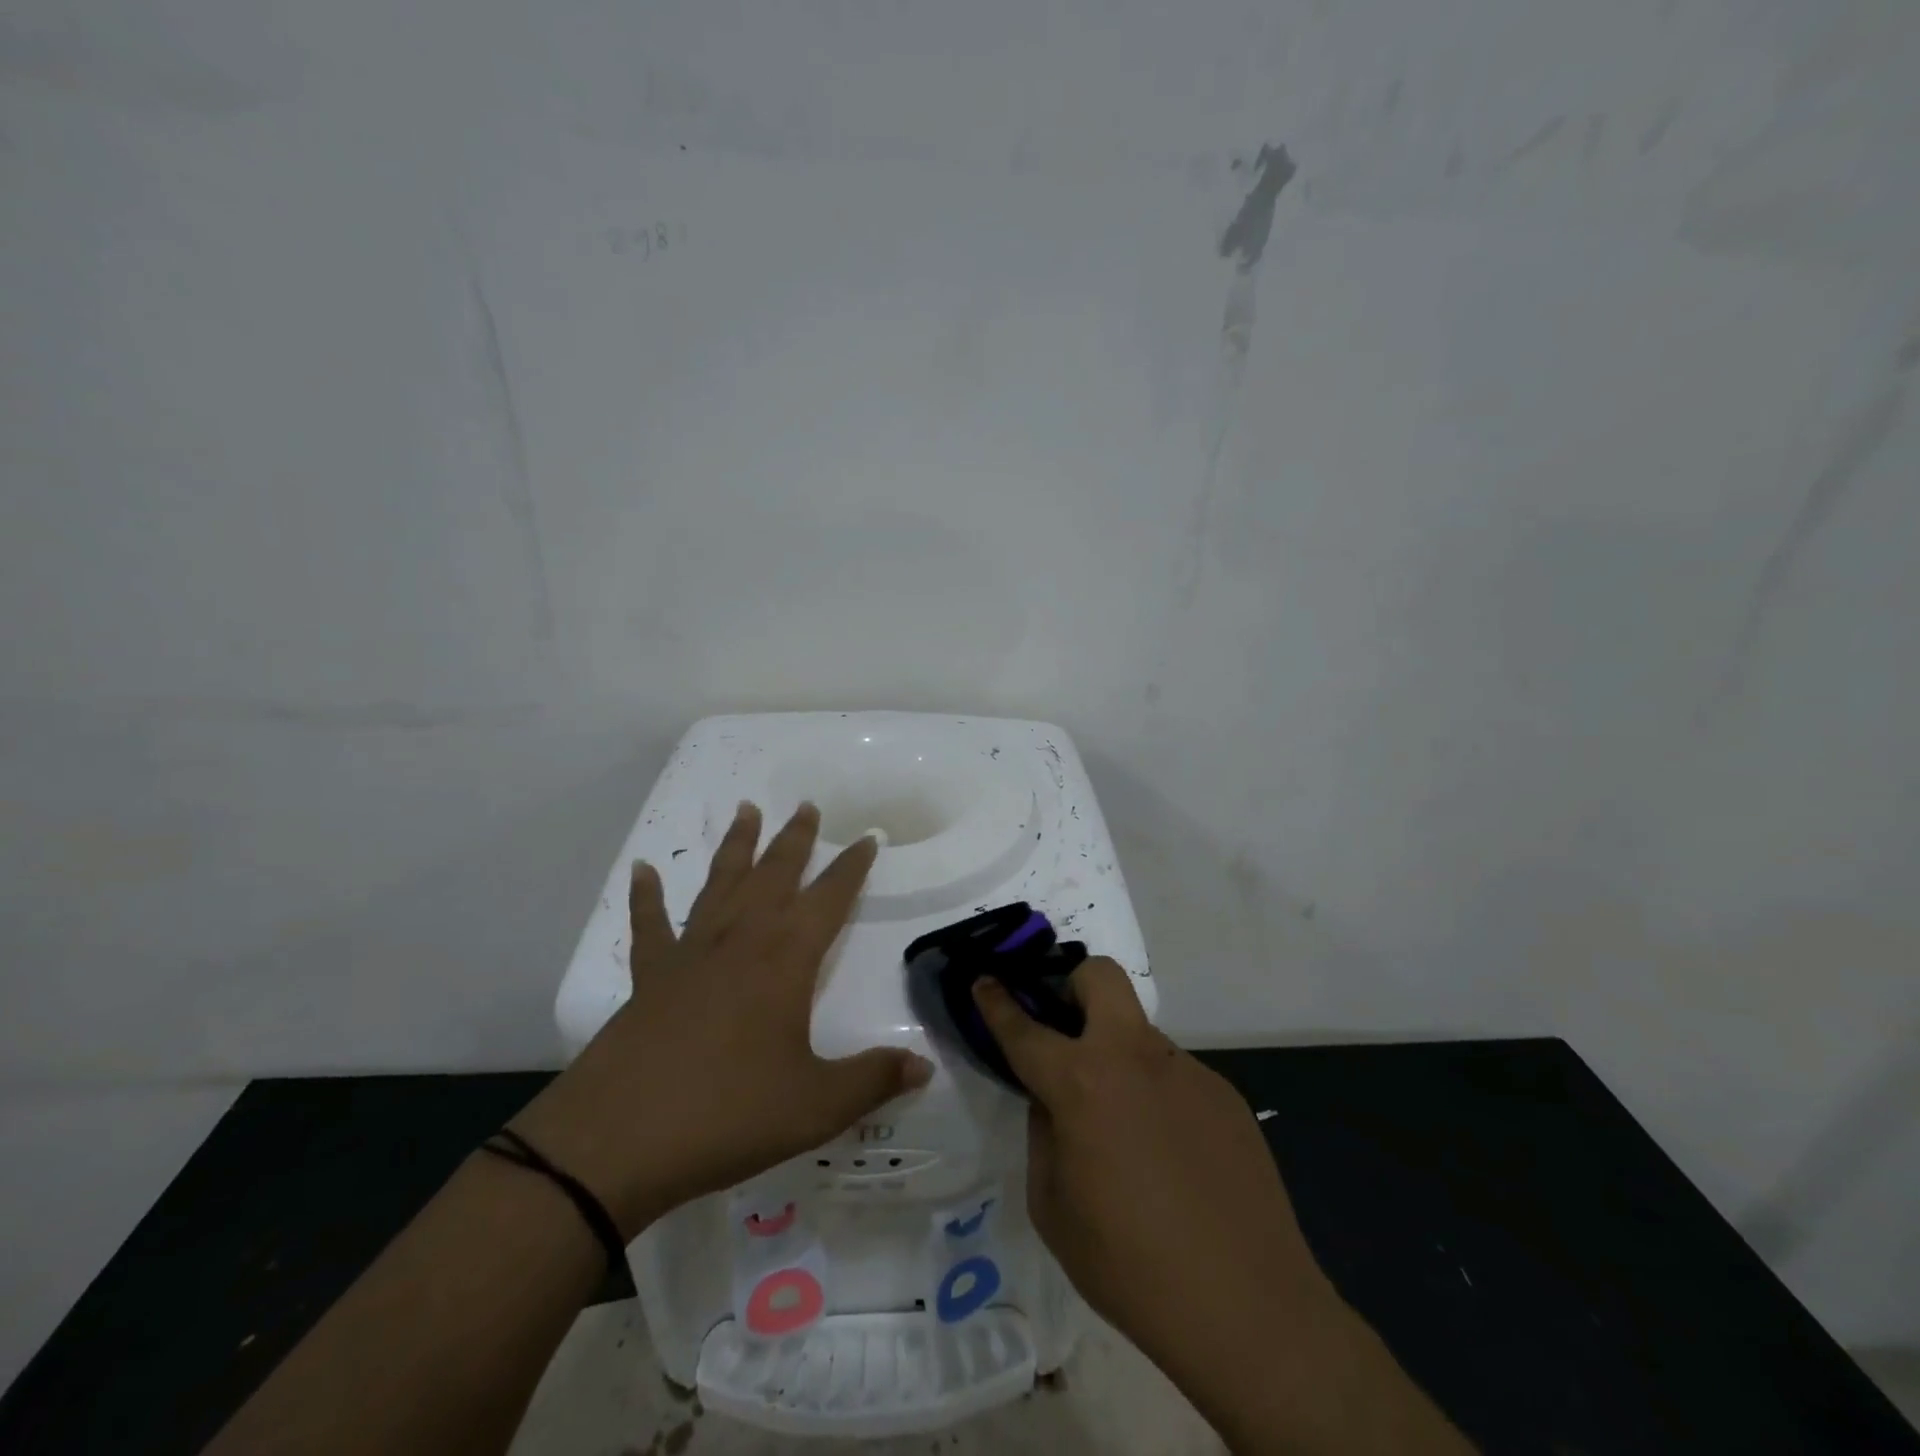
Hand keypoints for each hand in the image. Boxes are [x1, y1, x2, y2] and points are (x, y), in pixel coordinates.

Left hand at [515, 801, 932, 1236]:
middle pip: (774, 874)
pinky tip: (642, 870)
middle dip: (796, 839)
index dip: (852, 867)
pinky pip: (649, 924)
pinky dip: (646, 895)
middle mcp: (741, 940)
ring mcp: (690, 953)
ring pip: (720, 883)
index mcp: (786, 959)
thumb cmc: (728, 1114)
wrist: (617, 1140)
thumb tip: (924, 1069)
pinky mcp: (649, 976)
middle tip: (807, 806)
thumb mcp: (815, 1106)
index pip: (830, 898)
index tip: (868, 837)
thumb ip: (872, 1080)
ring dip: (736, 846)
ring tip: (746, 809)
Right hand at [972, 960, 1332, 1364]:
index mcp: (1082, 1083)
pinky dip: (1156, 1096)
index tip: (984, 980)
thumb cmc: (1130, 1267)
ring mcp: (1187, 1070)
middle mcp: (1135, 1057)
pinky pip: (1174, 1076)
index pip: (1025, 1028)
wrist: (1250, 1310)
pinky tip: (1170, 1156)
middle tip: (1064, 1030)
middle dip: (1071, 984)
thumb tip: (1054, 1102)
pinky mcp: (1225, 1094)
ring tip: (1126, 1129)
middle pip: (1100, 976)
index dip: (997, 1001)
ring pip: (1138, 1033)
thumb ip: (1044, 1135)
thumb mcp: (1053, 1209)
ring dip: (1117, 1057)